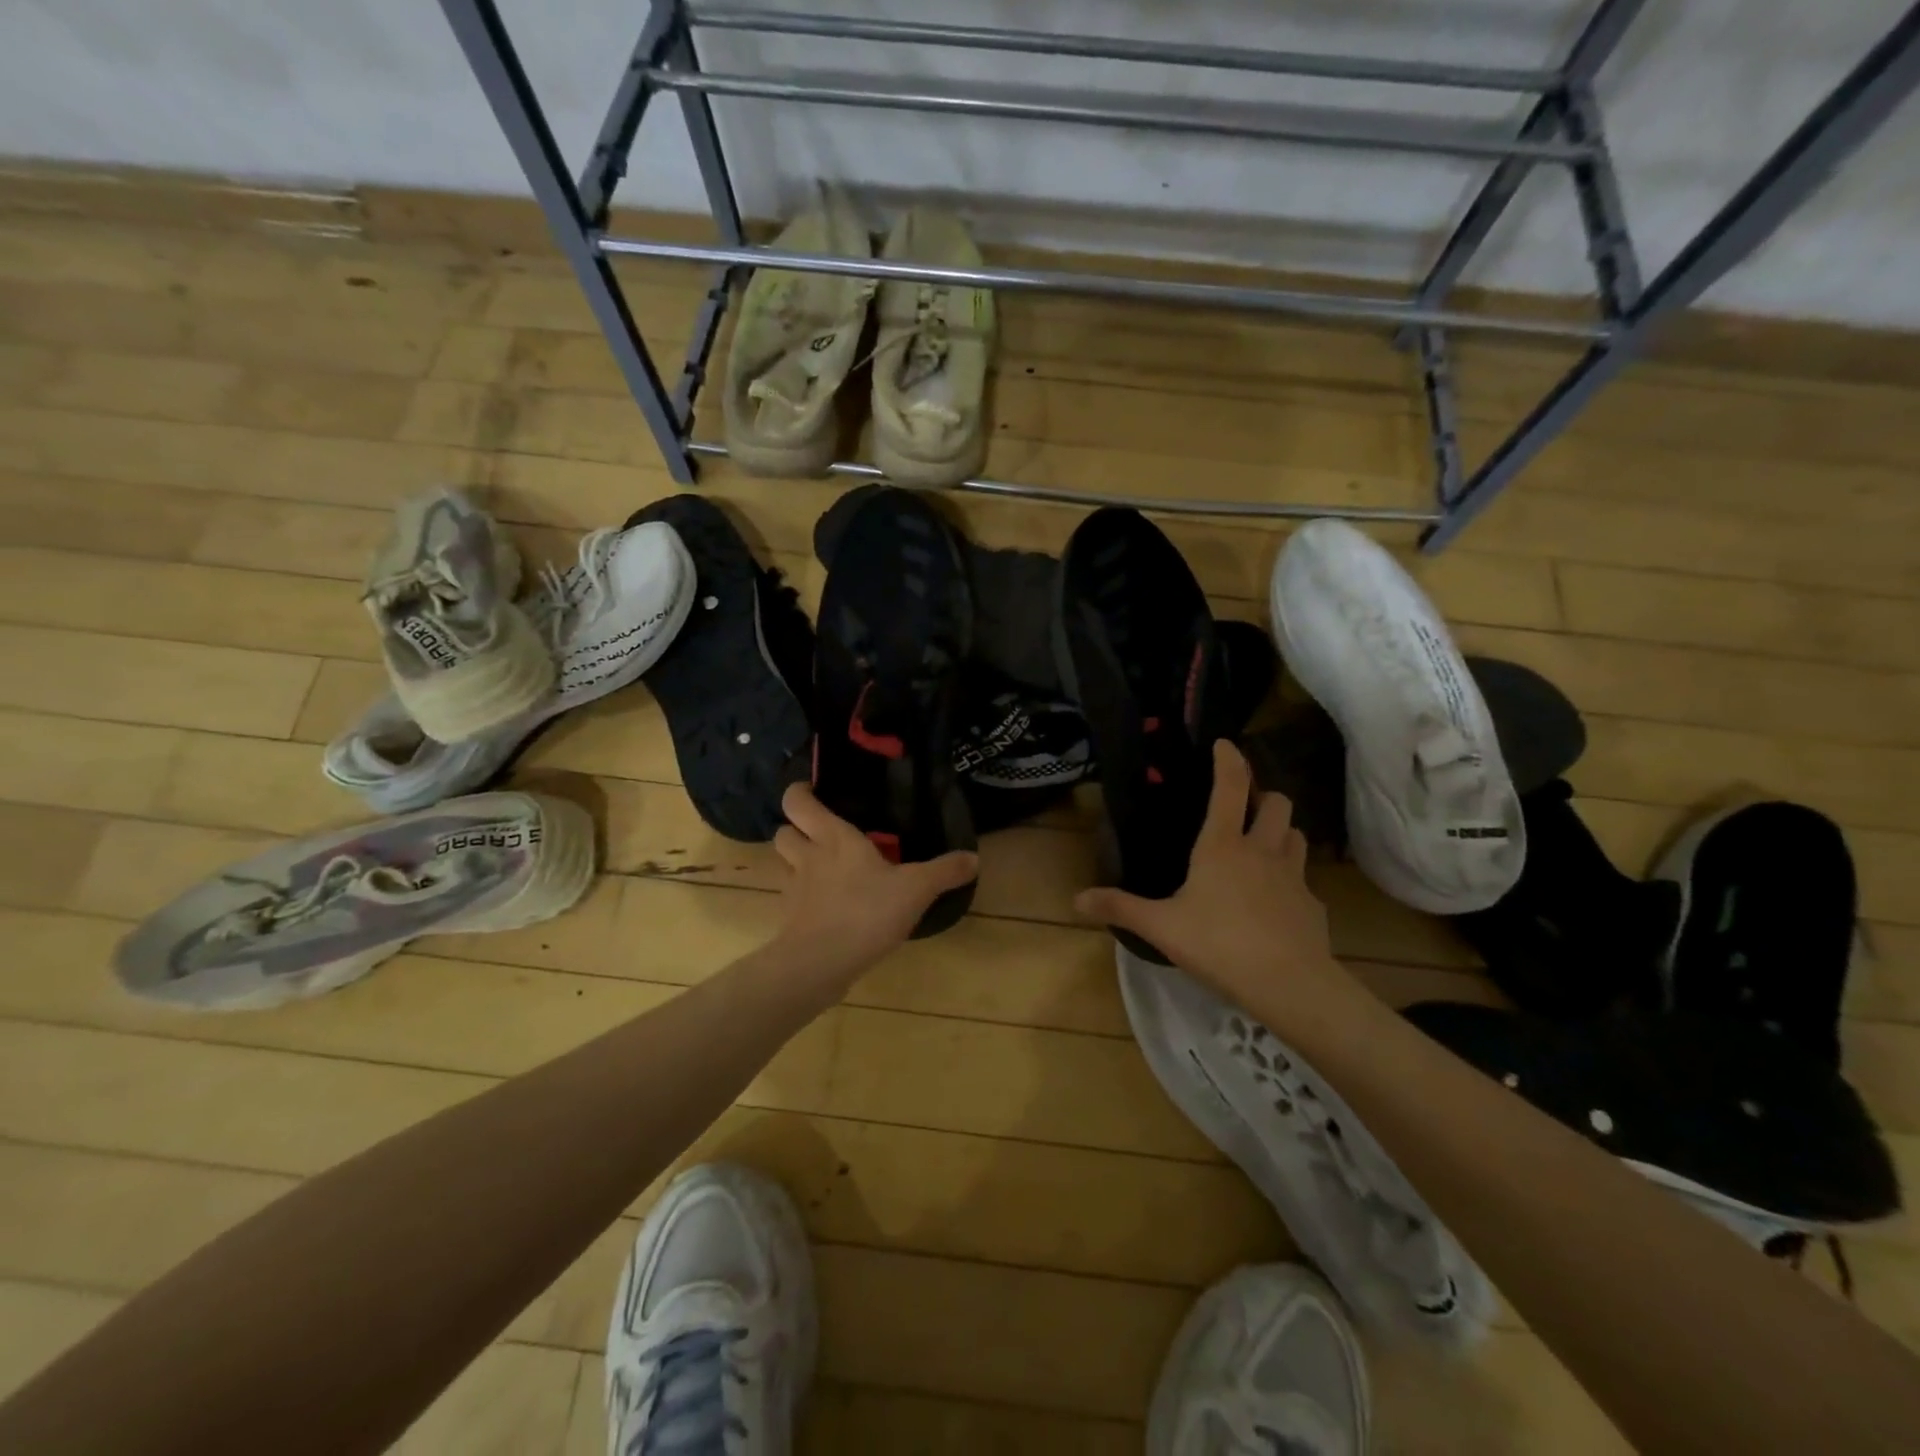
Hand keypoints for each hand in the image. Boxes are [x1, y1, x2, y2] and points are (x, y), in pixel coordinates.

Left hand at [771, 782, 978, 982]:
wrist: (820, 964)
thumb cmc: (866, 912)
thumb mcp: (916, 889)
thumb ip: (944, 872)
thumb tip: (974, 858)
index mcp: (834, 838)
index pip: (797, 802)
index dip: (799, 792)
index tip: (813, 792)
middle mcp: (807, 857)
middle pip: (783, 831)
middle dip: (796, 828)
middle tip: (820, 834)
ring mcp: (794, 890)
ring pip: (783, 864)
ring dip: (796, 862)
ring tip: (822, 868)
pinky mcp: (789, 920)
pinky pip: (791, 899)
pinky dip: (802, 898)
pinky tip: (825, 907)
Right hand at [1075, 741, 1359, 1024]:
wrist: (1289, 985)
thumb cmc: (1218, 944)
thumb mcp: (1161, 927)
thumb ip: (1120, 908)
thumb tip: (1076, 899)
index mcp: (1223, 845)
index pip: (1231, 787)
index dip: (1229, 760)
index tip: (1225, 743)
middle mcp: (1262, 850)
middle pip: (1278, 802)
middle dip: (1265, 795)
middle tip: (1246, 806)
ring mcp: (1294, 877)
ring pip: (1297, 835)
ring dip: (1282, 831)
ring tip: (1264, 844)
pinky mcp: (1313, 905)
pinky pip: (1304, 880)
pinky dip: (1291, 880)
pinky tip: (1277, 901)